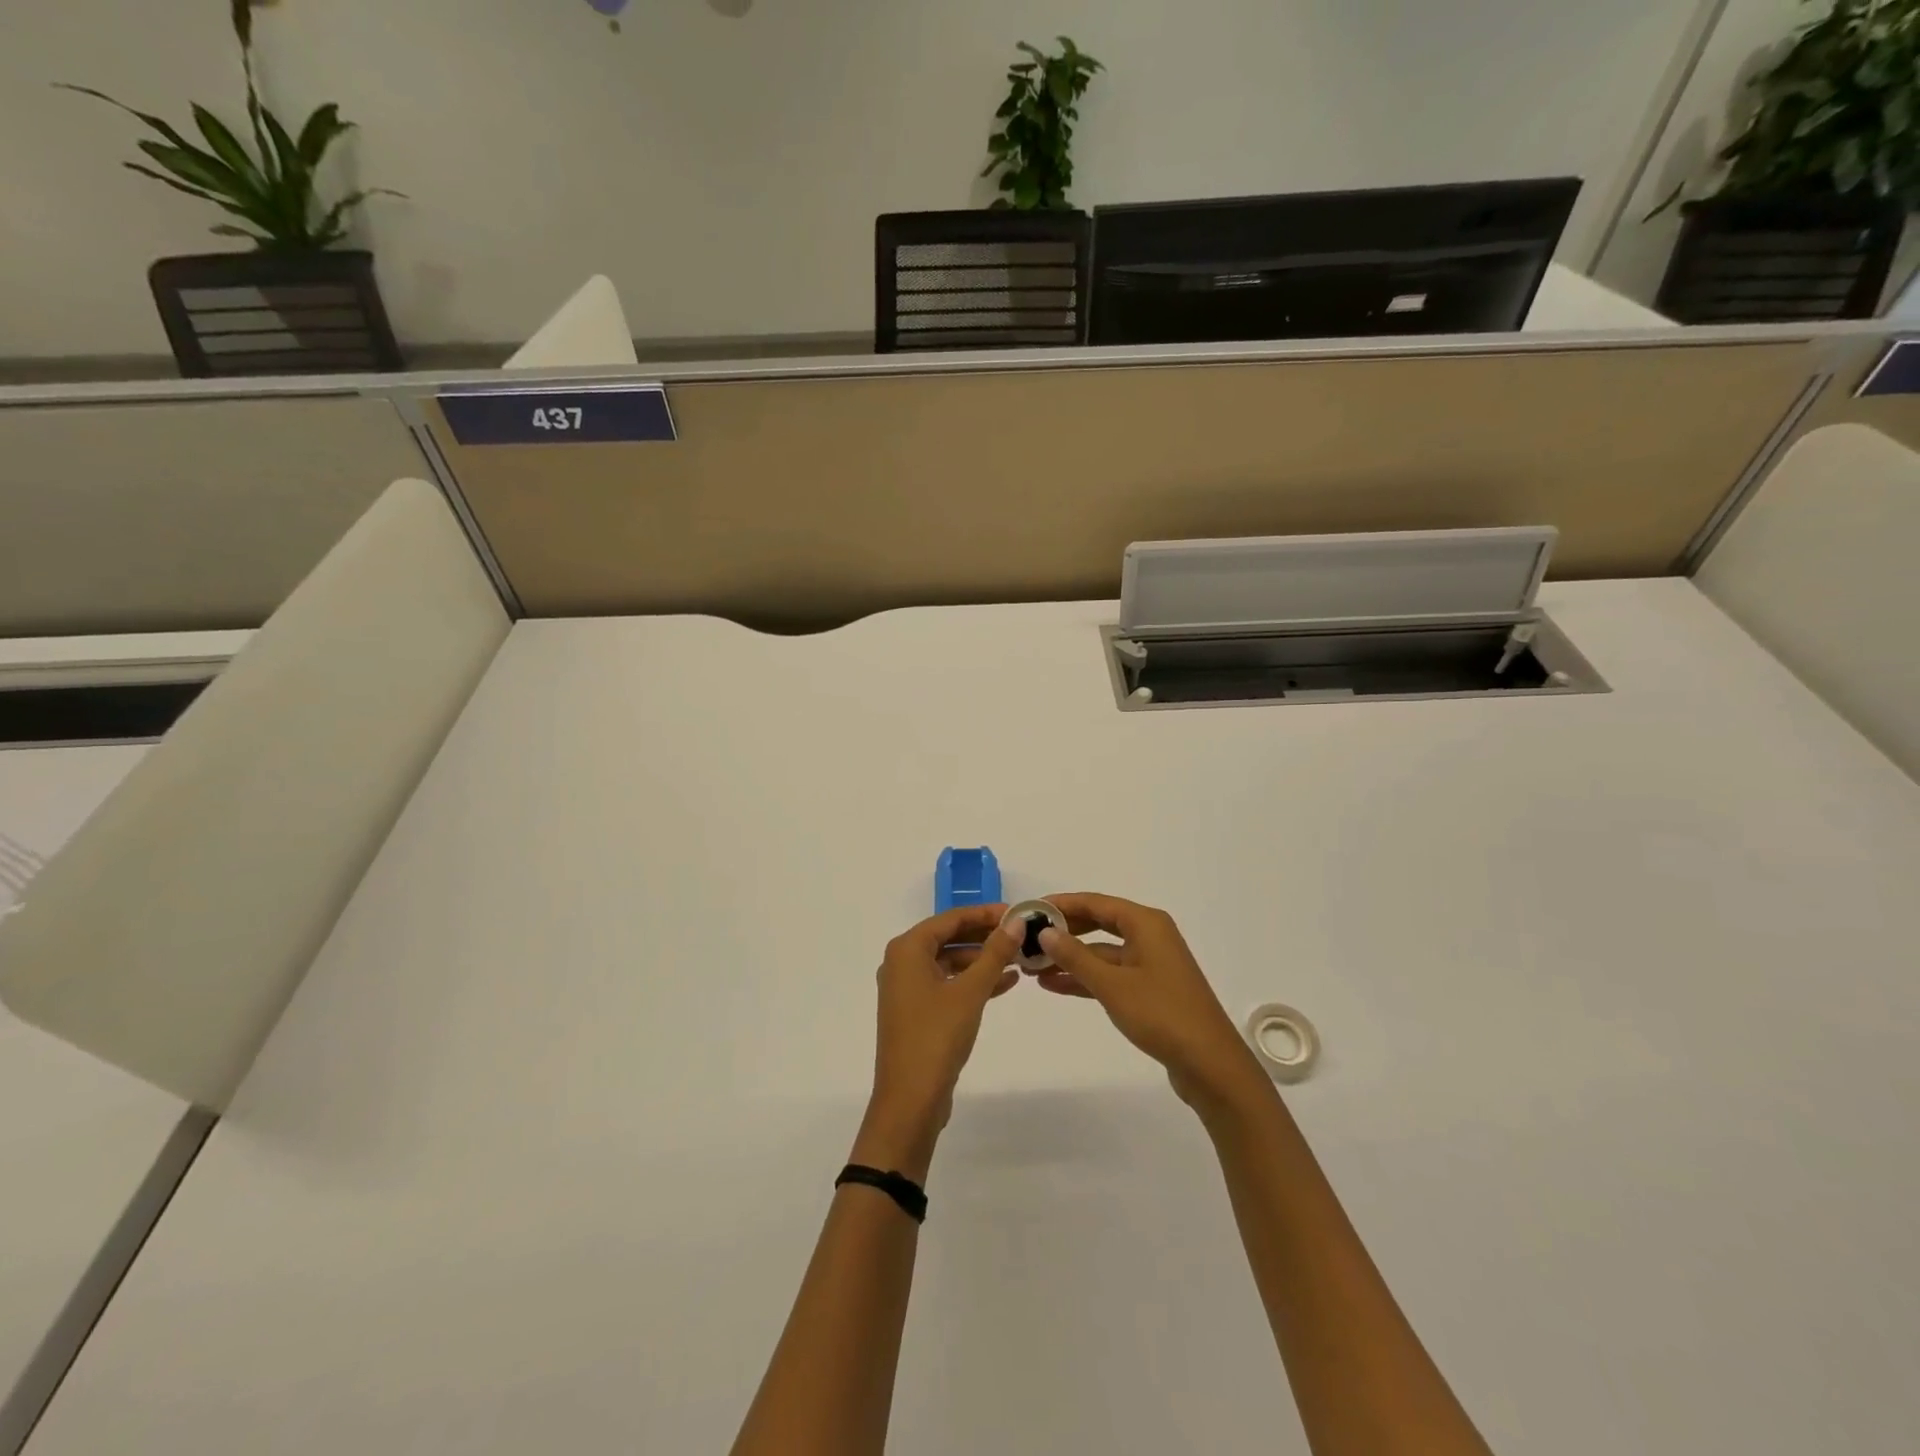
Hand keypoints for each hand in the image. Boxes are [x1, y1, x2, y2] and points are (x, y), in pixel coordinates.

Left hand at [855, 905, 1022, 1179]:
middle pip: (950, 938)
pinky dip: (973, 982)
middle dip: (986, 936)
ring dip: (983, 960)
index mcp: (907, 949)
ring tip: (1020, 959)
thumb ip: (994, 953)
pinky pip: (948, 984)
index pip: (951, 918)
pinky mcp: (917, 1011)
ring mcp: (908, 988)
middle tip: (1021, 934)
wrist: (909, 1100)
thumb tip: (1016, 922)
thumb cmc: (936, 1037)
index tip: (1017, 912)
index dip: (985, 913)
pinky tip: (1006, 982)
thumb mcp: (971, 991)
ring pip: (950, 962)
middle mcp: (902, 962)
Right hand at [1035, 893, 1270, 1114]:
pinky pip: (1110, 974)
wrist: (1210, 1065)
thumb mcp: (1112, 984)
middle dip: (1064, 933)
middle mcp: (1150, 936)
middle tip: (1028, 939)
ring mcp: (1151, 964)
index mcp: (1146, 923)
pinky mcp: (1150, 990)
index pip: (1095, 903)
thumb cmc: (1161, 1015)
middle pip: (1099, 924)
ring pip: (1102, 953)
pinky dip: (1086, 978)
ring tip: (1033, 968)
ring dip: (1071, 960)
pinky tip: (1056, 985)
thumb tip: (1046, 932)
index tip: (1031, 909)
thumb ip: (1076, 956)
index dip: (1062, 905)